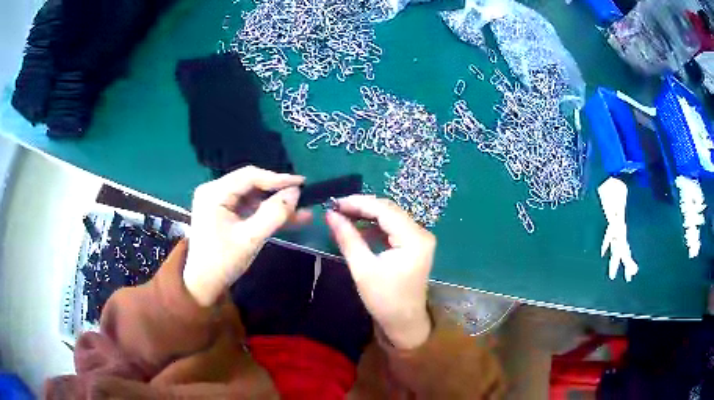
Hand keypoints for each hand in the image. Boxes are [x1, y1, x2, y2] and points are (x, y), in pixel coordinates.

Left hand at [183, 166, 308, 306]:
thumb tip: (295, 192)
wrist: (203, 285)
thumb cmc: (222, 262)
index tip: (303, 183)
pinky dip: (265, 213)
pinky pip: (248, 207)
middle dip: (278, 193)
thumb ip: (274, 214)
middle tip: (304, 198)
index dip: (278, 178)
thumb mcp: (250, 239)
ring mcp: (218, 201)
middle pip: (251, 184)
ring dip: (275, 205)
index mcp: (214, 193)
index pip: (250, 176)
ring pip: (253, 196)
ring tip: (302, 212)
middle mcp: (214, 191)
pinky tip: (288, 218)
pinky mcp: (223, 212)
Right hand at [326, 195, 434, 348]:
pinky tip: (360, 228)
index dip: (358, 203)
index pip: (384, 210)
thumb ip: (348, 238)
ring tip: (344, 216)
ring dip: (368, 215)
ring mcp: (420, 238)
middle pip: (389, 210)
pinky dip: (376, 226)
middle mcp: (421, 233)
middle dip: (362, 206)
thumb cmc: (384, 300)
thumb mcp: (363, 269)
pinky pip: (394, 227)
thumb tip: (330, 214)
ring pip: (391, 217)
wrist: (404, 322)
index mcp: (414, 239)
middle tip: (337, 208)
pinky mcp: (415, 245)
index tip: (335, 203)